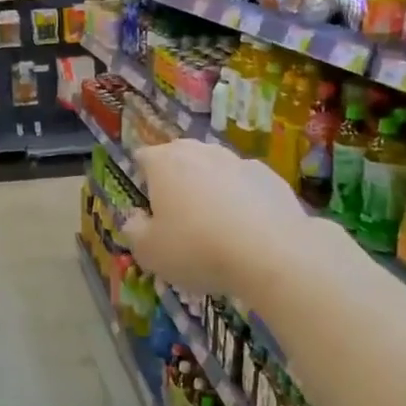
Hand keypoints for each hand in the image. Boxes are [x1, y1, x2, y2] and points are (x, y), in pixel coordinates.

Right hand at [122, 139, 308, 300]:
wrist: (272, 253)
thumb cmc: (197, 248)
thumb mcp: (149, 251)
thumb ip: (134, 230)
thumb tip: (135, 218)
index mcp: (164, 163)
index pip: (143, 157)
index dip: (141, 178)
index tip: (147, 203)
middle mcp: (200, 152)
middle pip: (180, 156)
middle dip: (176, 177)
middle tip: (178, 212)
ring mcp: (239, 161)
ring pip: (215, 168)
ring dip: (210, 186)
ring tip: (214, 223)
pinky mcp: (271, 177)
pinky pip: (246, 184)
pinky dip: (242, 199)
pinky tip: (246, 228)